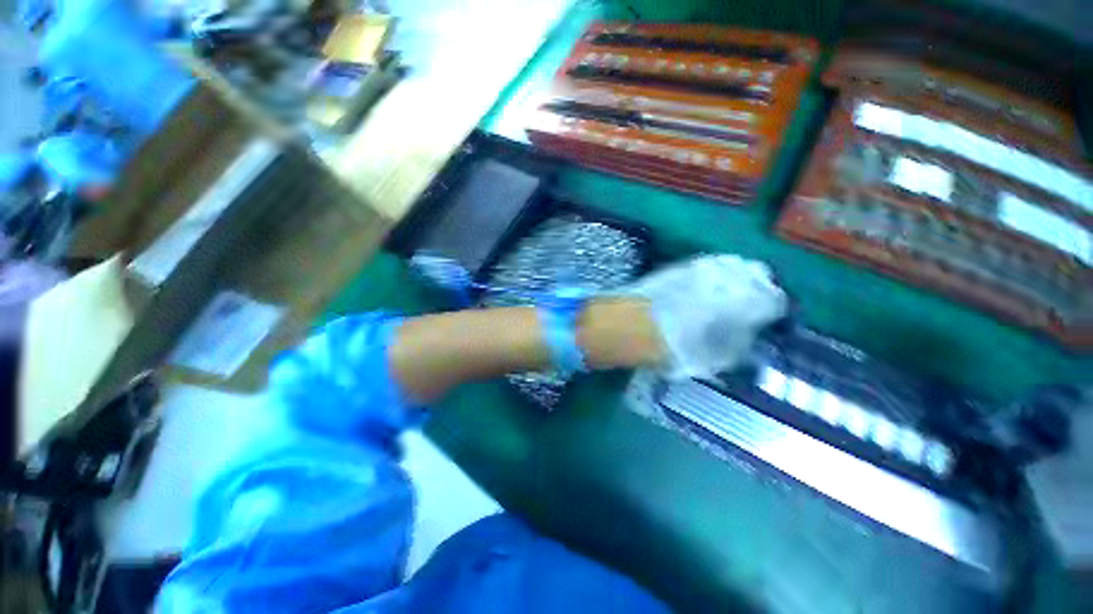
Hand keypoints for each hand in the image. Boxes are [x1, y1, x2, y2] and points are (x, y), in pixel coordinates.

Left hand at [628, 255, 786, 379]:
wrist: (633, 325)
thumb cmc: (678, 347)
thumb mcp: (718, 358)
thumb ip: (742, 342)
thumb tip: (748, 332)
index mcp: (747, 300)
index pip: (775, 299)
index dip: (772, 311)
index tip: (765, 320)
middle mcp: (730, 275)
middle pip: (759, 273)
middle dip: (758, 287)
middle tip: (747, 305)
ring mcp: (703, 265)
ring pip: (733, 264)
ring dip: (735, 278)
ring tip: (724, 296)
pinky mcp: (682, 264)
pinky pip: (708, 264)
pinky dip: (713, 275)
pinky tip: (703, 289)